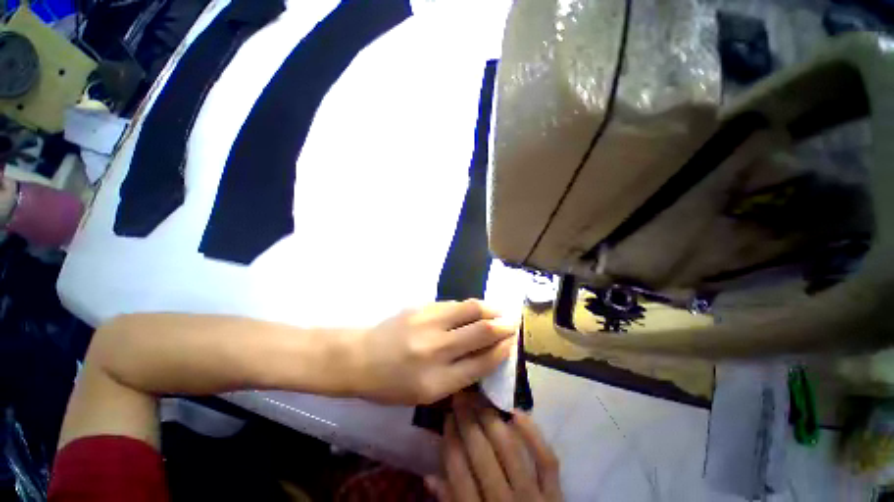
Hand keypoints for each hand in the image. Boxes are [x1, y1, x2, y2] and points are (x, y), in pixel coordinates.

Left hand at [343, 300, 516, 404]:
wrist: (359, 357)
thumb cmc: (391, 384)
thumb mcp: (426, 394)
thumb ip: (458, 375)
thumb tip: (485, 354)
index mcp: (438, 382)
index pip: (482, 362)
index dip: (501, 350)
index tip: (512, 342)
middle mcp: (436, 350)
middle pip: (481, 331)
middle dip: (503, 325)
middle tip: (513, 321)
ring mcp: (428, 323)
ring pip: (470, 309)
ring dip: (489, 308)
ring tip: (498, 310)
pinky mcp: (421, 307)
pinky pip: (453, 304)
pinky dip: (468, 306)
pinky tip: (473, 309)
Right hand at [426, 392, 562, 501]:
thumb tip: (429, 475)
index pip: (458, 472)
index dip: (451, 439)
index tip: (447, 416)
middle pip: (481, 455)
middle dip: (467, 421)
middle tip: (461, 397)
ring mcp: (532, 498)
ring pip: (509, 451)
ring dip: (492, 420)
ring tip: (481, 399)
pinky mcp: (555, 494)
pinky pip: (546, 460)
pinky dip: (533, 434)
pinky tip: (516, 412)